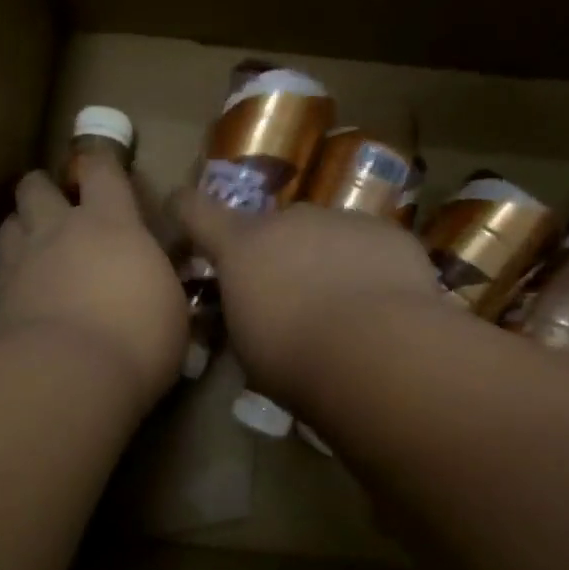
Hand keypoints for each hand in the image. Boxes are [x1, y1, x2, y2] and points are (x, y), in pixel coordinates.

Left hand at [0, 157, 187, 409]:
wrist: (68, 376)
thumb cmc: (138, 340)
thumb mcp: (170, 309)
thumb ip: (155, 282)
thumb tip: (151, 280)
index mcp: (111, 224)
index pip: (102, 170)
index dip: (101, 163)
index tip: (102, 169)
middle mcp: (59, 230)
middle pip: (36, 186)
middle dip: (44, 190)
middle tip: (57, 211)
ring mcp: (20, 259)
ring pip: (9, 222)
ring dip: (22, 228)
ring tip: (34, 248)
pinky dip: (7, 273)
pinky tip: (19, 291)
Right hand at [177, 191, 438, 405]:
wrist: (379, 352)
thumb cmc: (295, 359)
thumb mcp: (247, 347)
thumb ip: (241, 314)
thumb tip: (249, 311)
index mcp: (241, 246)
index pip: (195, 210)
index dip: (185, 210)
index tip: (180, 212)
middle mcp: (289, 220)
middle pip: (270, 227)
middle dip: (273, 253)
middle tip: (287, 296)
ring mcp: (342, 220)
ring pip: (323, 235)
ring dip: (322, 260)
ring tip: (342, 307)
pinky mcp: (388, 233)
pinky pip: (367, 246)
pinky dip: (366, 267)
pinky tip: (380, 305)